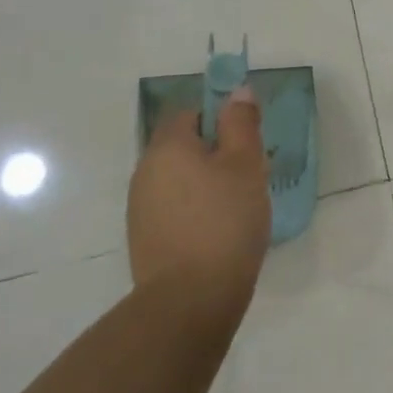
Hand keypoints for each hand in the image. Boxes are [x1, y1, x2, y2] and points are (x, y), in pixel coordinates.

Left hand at [128, 87, 270, 298]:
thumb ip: (241, 123)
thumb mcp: (245, 163)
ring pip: (180, 179)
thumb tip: (238, 92)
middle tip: (251, 173)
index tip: (247, 140)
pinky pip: (176, 208)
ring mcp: (141, 208)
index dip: (220, 118)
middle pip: (184, 146)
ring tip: (240, 205)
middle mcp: (145, 171)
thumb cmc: (224, 220)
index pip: (189, 112)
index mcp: (167, 147)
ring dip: (208, 183)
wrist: (190, 300)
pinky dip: (197, 210)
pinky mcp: (146, 239)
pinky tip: (221, 231)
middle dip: (217, 153)